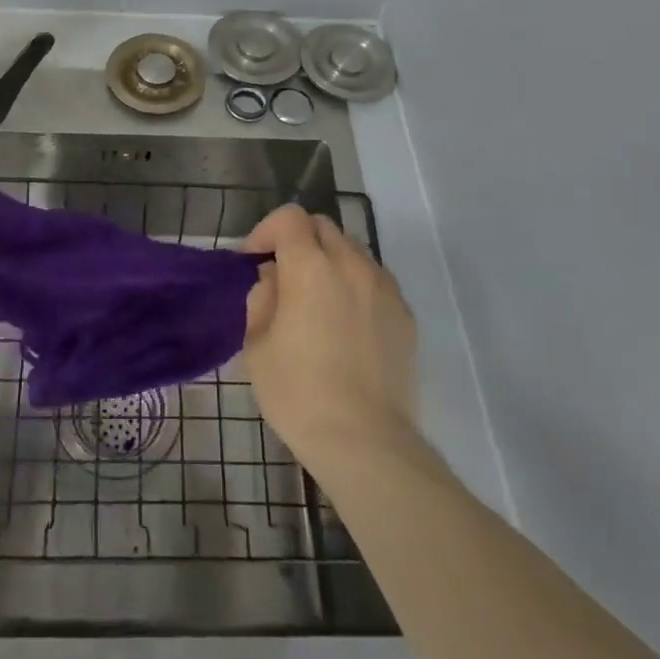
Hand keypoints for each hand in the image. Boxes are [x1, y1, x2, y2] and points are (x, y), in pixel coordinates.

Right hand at [242, 206, 419, 476]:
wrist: (365, 440)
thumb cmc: (298, 393)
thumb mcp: (257, 345)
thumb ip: (262, 298)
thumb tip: (275, 278)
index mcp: (310, 267)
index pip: (289, 218)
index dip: (266, 230)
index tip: (254, 260)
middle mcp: (351, 264)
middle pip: (323, 226)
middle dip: (298, 240)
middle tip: (283, 276)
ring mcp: (384, 287)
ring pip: (353, 250)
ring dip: (329, 259)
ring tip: (317, 298)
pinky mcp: (405, 313)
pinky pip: (375, 280)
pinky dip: (355, 284)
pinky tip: (346, 323)